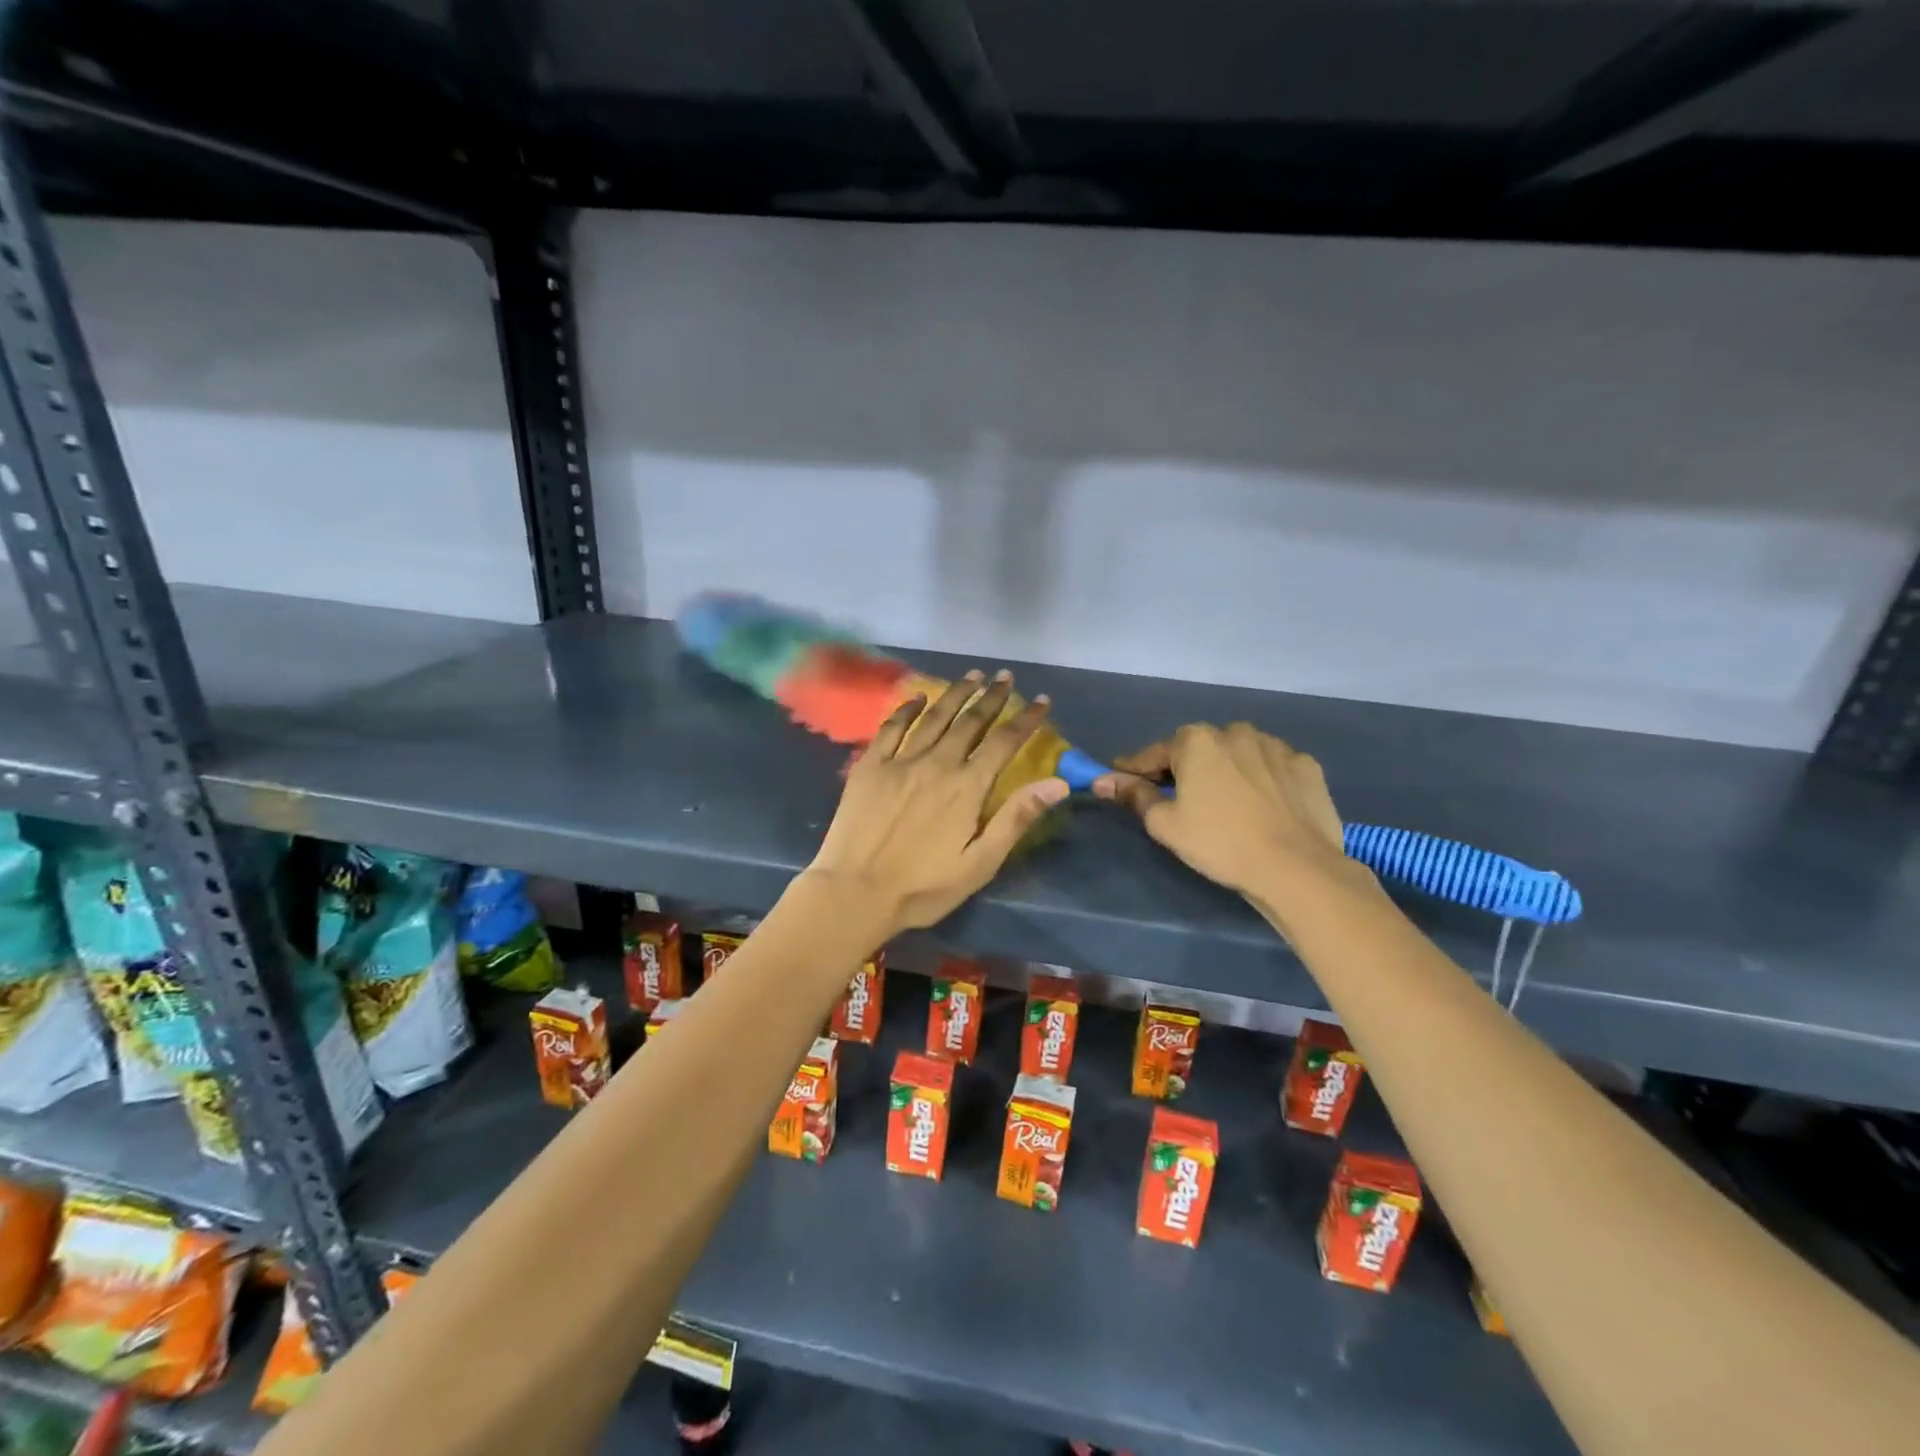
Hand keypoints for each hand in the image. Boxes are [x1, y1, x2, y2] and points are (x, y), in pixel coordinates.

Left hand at [803, 671, 1068, 935]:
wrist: (854, 893)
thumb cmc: (923, 887)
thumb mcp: (980, 863)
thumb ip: (1016, 819)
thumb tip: (1058, 783)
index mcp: (966, 787)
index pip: (1004, 743)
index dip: (1026, 719)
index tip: (1042, 700)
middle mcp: (936, 764)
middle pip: (970, 721)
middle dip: (991, 697)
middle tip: (1005, 676)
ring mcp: (899, 762)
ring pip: (934, 717)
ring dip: (955, 694)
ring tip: (972, 676)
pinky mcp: (869, 767)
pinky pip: (891, 728)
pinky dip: (907, 709)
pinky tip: (918, 698)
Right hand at [1093, 723, 1357, 910]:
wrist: (1296, 867)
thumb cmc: (1219, 843)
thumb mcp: (1165, 824)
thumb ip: (1134, 795)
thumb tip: (1103, 780)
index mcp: (1196, 740)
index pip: (1154, 753)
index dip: (1136, 770)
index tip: (1124, 782)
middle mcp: (1235, 731)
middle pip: (1198, 749)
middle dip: (1185, 769)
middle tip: (1179, 799)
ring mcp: (1276, 746)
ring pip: (1238, 754)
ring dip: (1226, 770)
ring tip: (1225, 803)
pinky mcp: (1306, 765)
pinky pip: (1272, 767)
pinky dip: (1262, 780)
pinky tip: (1262, 805)